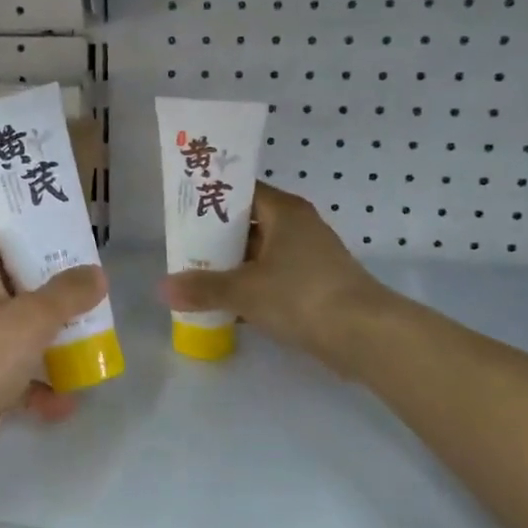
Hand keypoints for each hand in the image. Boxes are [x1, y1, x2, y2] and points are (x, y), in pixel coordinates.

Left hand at [0, 221, 106, 485]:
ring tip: (86, 345)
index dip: (12, 228)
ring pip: (9, 329)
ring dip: (44, 339)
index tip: (52, 235)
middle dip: (44, 288)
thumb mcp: (30, 320)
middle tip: (83, 290)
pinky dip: (32, 386)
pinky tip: (63, 404)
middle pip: (5, 281)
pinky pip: (6, 374)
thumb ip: (67, 295)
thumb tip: (96, 272)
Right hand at [160, 183, 387, 365]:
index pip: (242, 191)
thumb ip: (202, 288)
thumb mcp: (244, 290)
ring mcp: (310, 258)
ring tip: (197, 278)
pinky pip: (274, 280)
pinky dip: (252, 289)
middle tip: (183, 249)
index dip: (213, 198)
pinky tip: (227, 307)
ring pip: (261, 255)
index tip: (184, 209)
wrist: (364, 335)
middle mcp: (299, 227)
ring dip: (233, 267)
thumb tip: (162, 288)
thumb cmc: (301, 295)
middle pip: (249, 224)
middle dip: (217, 238)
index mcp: (285, 212)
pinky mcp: (315, 287)